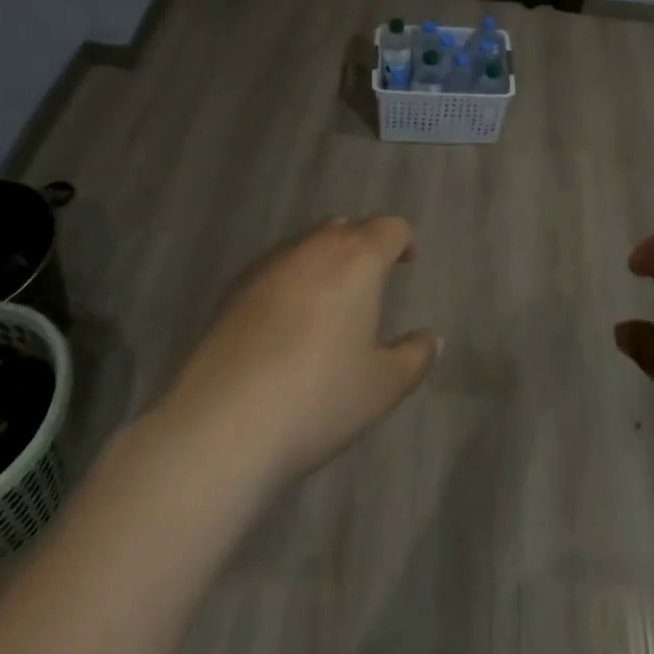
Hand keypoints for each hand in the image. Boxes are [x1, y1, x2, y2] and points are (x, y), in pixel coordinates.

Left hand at [149, 216, 438, 489]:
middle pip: (345, 227)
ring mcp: (268, 264)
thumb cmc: (318, 399)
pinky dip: (288, 280)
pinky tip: (283, 321)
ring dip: (323, 260)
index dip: (402, 240)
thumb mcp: (382, 387)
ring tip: (327, 301)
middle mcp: (314, 248)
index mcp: (358, 259)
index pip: (389, 227)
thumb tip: (431, 338)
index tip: (406, 263)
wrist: (222, 425)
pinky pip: (273, 267)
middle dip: (362, 245)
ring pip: (306, 244)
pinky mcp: (232, 288)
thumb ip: (414, 357)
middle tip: (369, 281)